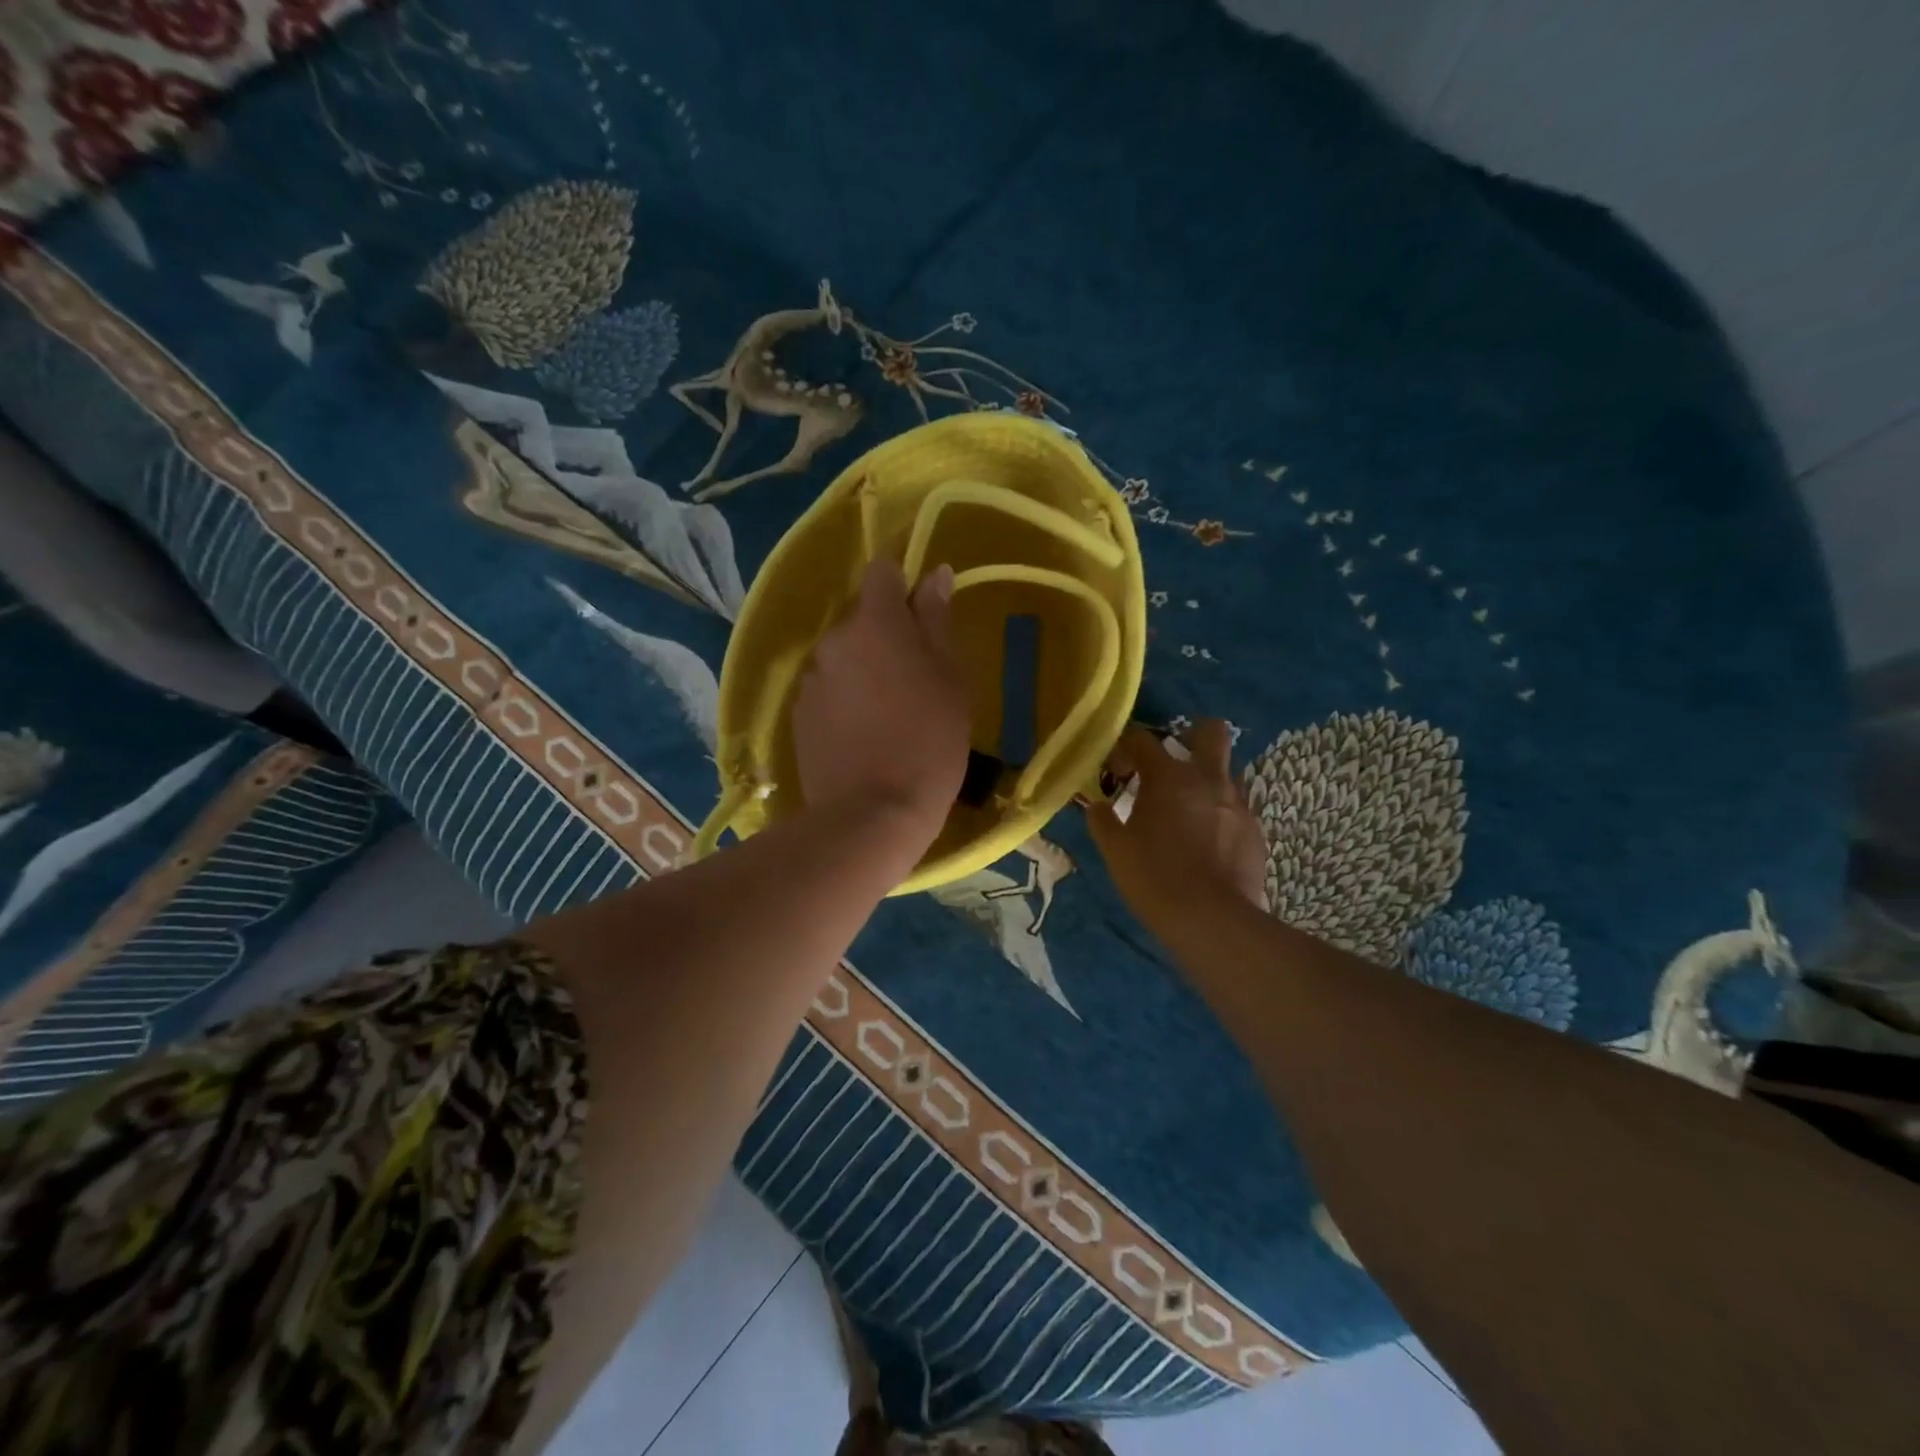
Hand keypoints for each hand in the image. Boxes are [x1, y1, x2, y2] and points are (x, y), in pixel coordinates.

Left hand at [791, 558, 969, 867]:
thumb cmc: (929, 741)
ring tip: (889, 715)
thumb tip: (935, 572)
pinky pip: (827, 691)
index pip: (882, 571)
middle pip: (862, 619)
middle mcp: (833, 640)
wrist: (873, 813)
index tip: (922, 613)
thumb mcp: (950, 678)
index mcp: (874, 623)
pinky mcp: (798, 715)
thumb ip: (936, 619)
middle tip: (917, 679)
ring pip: (844, 658)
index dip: (903, 583)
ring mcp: (811, 679)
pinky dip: (845, 701)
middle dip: (886, 636)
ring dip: (864, 670)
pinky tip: (864, 736)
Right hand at [1085, 719, 1268, 928]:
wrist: (1211, 919)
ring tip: (1189, 808)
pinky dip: (1220, 814)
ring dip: (1208, 779)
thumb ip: (1103, 821)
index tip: (1117, 764)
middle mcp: (1208, 779)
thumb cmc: (1154, 877)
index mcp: (1168, 777)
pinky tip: (1207, 842)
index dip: (1126, 745)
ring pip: (1228, 771)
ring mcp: (1237, 804)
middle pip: (1210, 731)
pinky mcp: (1256, 831)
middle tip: (1173, 760)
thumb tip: (1096, 805)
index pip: (1144, 739)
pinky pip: (1237, 808)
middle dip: (1191, 735)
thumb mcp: (1115, 850)